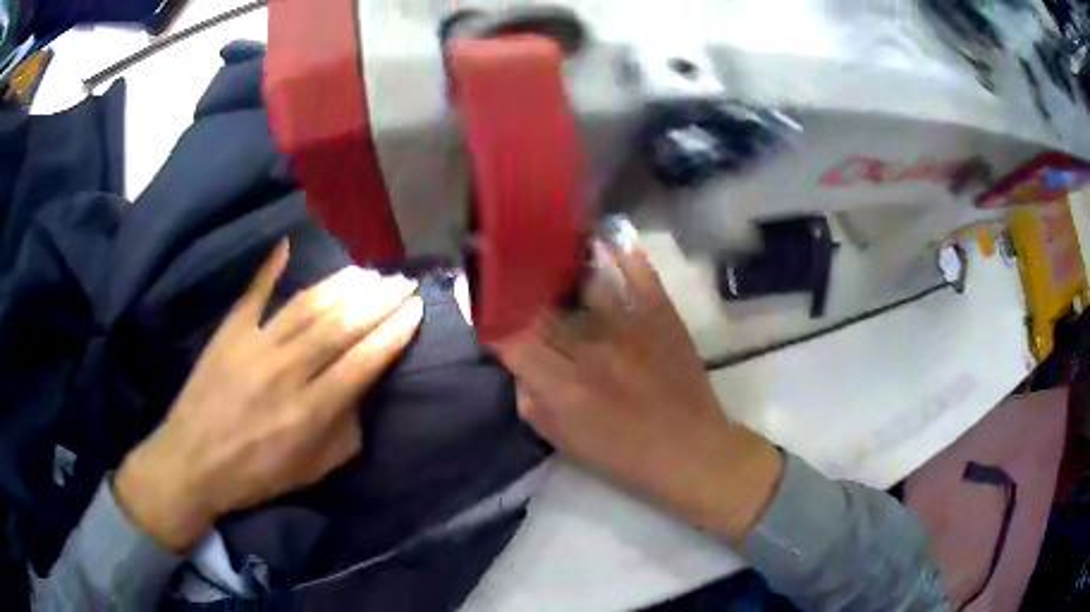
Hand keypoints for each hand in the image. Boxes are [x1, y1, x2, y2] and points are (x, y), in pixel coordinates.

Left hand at [115, 241, 423, 551]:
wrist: (193, 461)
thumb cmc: (255, 474)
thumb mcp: (311, 471)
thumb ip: (343, 434)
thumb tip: (359, 396)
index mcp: (311, 411)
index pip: (363, 362)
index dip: (393, 333)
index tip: (415, 309)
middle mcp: (288, 371)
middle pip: (341, 325)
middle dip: (379, 300)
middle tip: (402, 281)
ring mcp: (255, 345)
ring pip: (307, 305)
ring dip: (342, 284)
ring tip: (368, 271)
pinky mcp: (230, 332)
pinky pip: (254, 292)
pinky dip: (270, 268)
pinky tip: (287, 245)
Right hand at [494, 241, 781, 541]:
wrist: (688, 448)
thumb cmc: (622, 453)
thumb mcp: (562, 439)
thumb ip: (530, 399)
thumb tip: (518, 362)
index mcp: (563, 385)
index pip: (511, 338)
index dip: (491, 317)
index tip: (481, 301)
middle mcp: (590, 348)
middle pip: (542, 306)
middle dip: (519, 285)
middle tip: (506, 265)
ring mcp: (629, 326)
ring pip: (585, 282)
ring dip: (562, 263)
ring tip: (547, 244)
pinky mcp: (661, 315)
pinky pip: (639, 275)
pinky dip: (623, 253)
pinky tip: (607, 235)